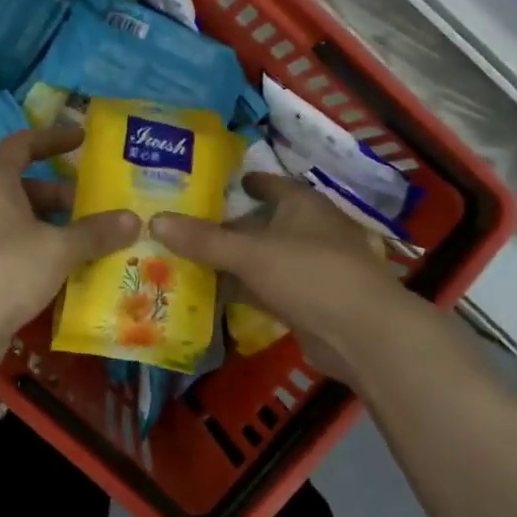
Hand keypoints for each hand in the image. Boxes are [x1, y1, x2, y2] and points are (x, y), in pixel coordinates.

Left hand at [0, 126, 138, 365]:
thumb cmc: (7, 268)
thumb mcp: (59, 248)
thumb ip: (96, 232)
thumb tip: (134, 219)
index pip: (22, 145)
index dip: (52, 138)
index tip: (82, 140)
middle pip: (25, 187)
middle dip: (62, 195)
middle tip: (97, 206)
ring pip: (21, 222)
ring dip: (54, 228)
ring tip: (92, 241)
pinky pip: (15, 251)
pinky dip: (42, 254)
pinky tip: (69, 272)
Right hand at [151, 175, 413, 383]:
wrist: (362, 334)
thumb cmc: (310, 275)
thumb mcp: (251, 253)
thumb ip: (204, 239)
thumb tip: (155, 219)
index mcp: (302, 204)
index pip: (269, 183)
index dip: (243, 182)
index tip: (212, 184)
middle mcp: (307, 230)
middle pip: (260, 222)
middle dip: (225, 226)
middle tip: (182, 225)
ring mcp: (308, 268)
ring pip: (260, 258)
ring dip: (230, 260)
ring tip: (184, 257)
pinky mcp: (305, 301)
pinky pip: (264, 288)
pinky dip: (241, 288)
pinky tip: (209, 293)